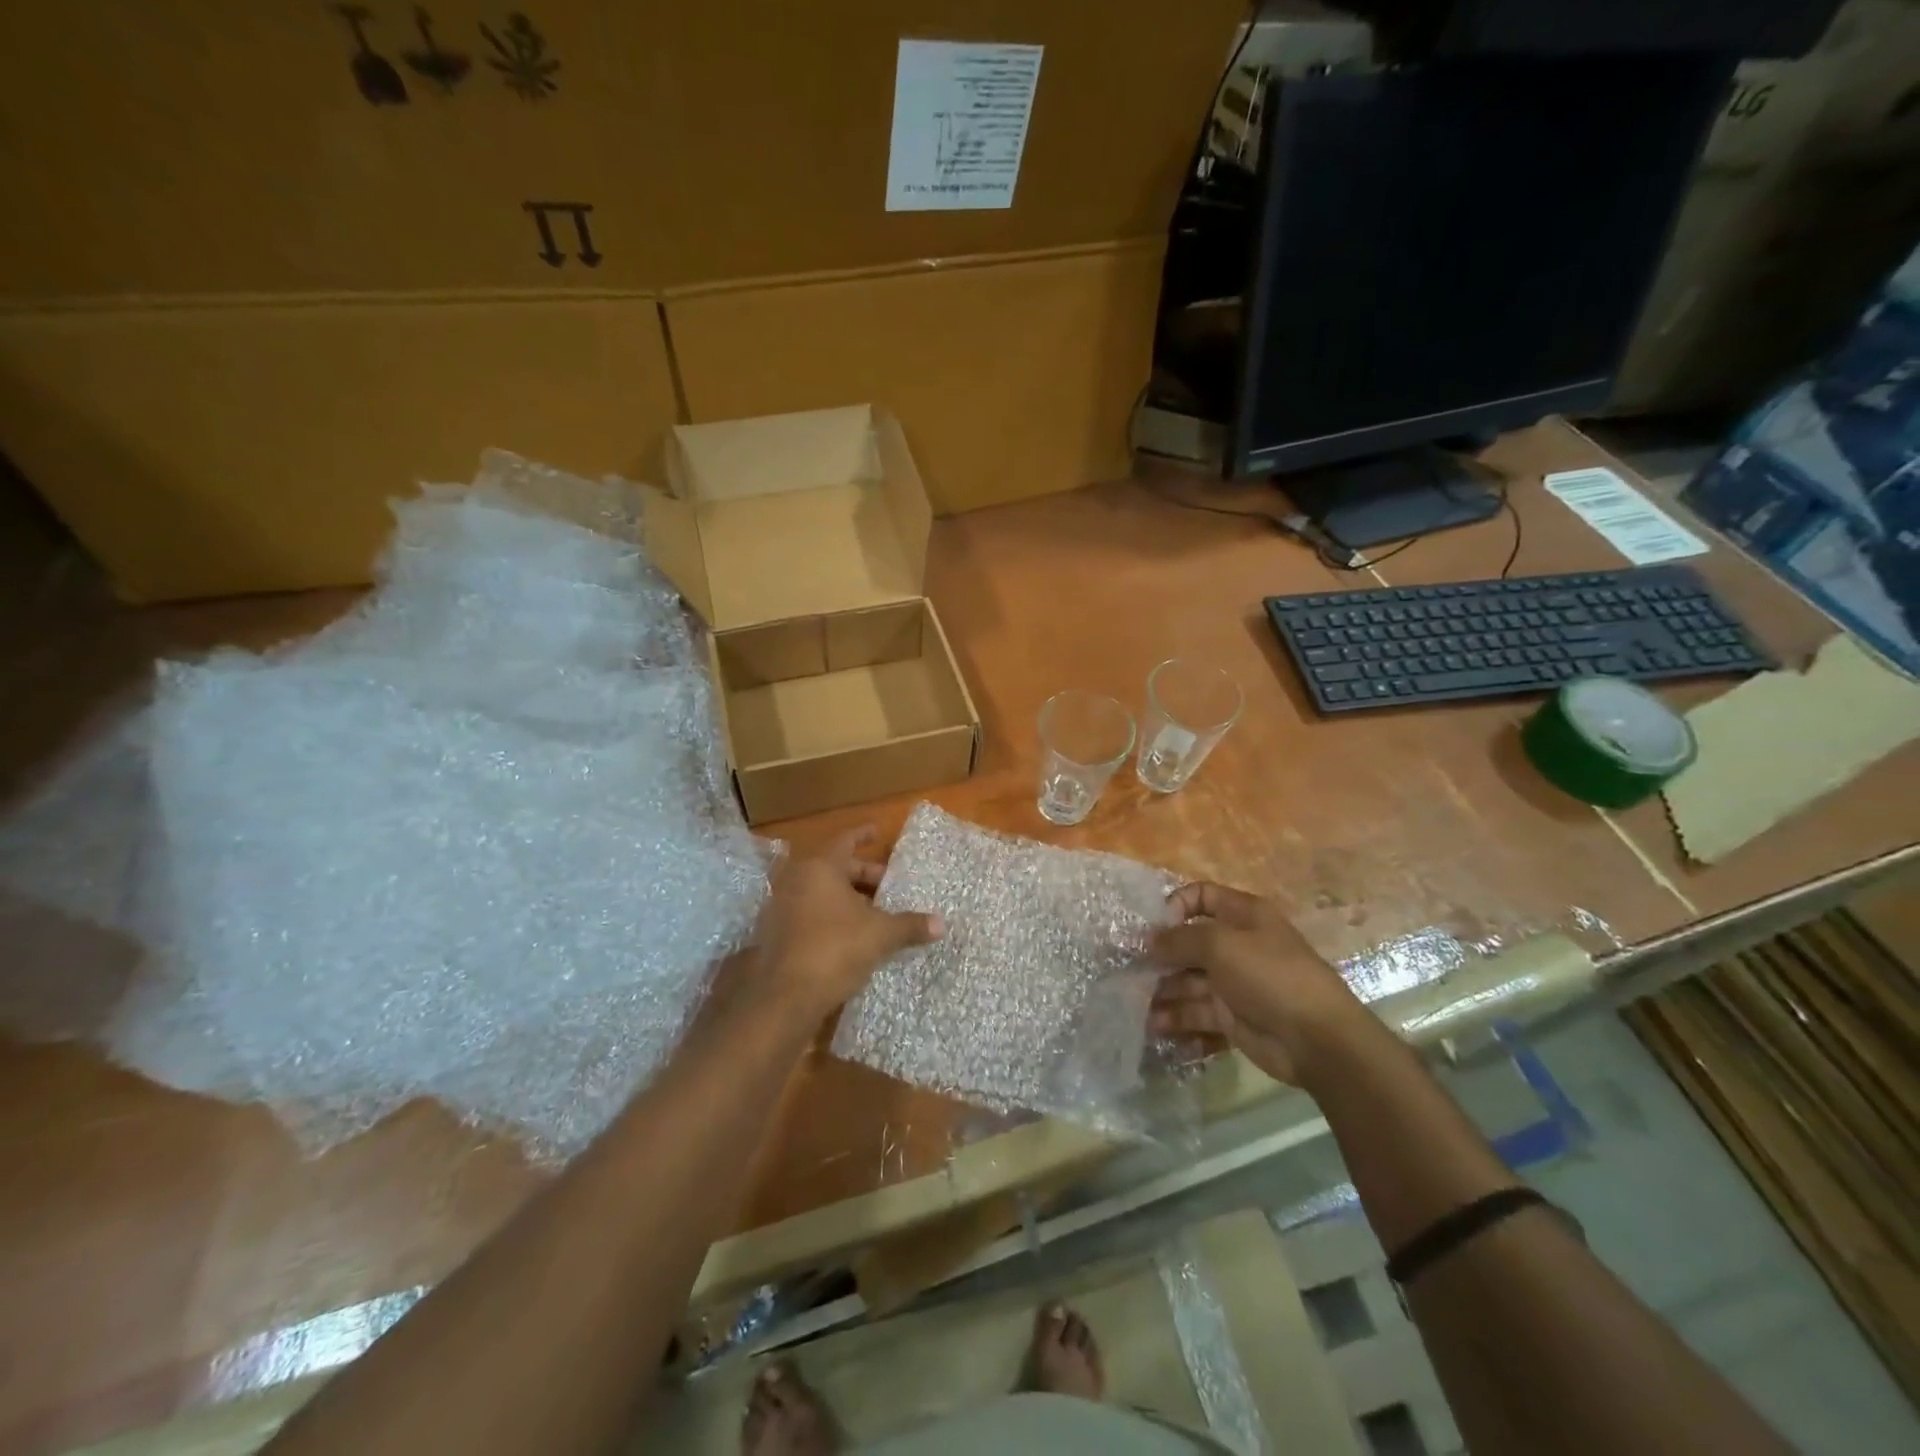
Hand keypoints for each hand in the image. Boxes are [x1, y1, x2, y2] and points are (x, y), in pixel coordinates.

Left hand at [744, 827, 942, 1022]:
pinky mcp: (776, 934)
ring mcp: (782, 907)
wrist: (784, 997)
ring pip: (821, 893)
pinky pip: (810, 913)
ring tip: (875, 911)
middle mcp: (796, 880)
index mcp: (820, 867)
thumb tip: (941, 924)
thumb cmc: (834, 949)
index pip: (846, 840)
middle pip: (835, 868)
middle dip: (863, 875)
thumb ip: (909, 925)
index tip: (878, 831)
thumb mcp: (880, 935)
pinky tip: (852, 934)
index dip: (863, 835)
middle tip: (888, 884)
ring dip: (848, 898)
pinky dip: (831, 916)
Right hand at [1149, 882, 1371, 1087]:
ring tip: (1137, 1004)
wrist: (1316, 1039)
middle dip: (1159, 955)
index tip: (1154, 926)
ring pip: (1188, 981)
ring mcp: (1234, 983)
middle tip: (1128, 968)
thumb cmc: (1269, 975)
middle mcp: (1237, 946)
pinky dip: (1176, 1019)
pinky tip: (1155, 1027)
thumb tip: (1149, 941)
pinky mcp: (1231, 1018)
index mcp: (1243, 916)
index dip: (1176, 905)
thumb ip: (1179, 939)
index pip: (1202, 896)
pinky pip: (1196, 1013)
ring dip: (1162, 991)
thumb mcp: (1220, 944)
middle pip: (1189, 943)